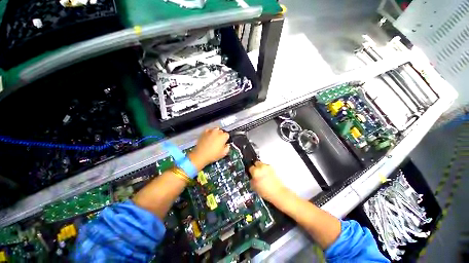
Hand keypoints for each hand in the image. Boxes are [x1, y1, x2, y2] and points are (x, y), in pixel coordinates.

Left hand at [189, 128, 229, 170]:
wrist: (200, 155)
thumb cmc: (213, 155)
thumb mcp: (223, 153)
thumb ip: (227, 148)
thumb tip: (227, 145)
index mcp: (223, 136)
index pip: (227, 135)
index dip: (226, 139)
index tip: (224, 143)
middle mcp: (217, 132)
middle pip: (221, 131)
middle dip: (221, 135)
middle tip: (219, 142)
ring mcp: (210, 131)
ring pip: (215, 130)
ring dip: (215, 133)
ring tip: (213, 139)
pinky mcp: (203, 132)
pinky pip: (208, 131)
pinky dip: (209, 133)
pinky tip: (208, 138)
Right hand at [249, 161, 287, 202]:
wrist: (278, 193)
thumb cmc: (266, 191)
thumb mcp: (254, 187)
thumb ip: (252, 180)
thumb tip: (252, 177)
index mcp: (255, 171)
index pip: (250, 167)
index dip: (250, 171)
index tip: (251, 173)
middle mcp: (261, 167)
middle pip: (256, 163)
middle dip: (255, 166)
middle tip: (256, 172)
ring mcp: (268, 167)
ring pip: (262, 164)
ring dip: (261, 167)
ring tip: (262, 174)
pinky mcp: (273, 168)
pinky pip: (267, 167)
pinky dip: (266, 169)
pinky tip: (267, 175)